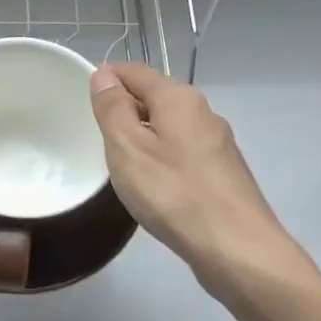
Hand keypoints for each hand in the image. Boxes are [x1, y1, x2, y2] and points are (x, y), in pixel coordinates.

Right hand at [88, 62, 318, 306]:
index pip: (134, 71)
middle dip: (124, 110)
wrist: (237, 249)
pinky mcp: (223, 172)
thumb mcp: (128, 148)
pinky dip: (162, 158)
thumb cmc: (174, 194)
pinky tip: (153, 187)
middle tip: (98, 140)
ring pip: (169, 126)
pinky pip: (182, 151)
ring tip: (121, 166)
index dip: (106, 79)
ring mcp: (217, 143)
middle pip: (154, 96)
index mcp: (179, 98)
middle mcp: (203, 112)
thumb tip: (104, 75)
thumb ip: (113, 109)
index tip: (83, 105)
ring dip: (142, 137)